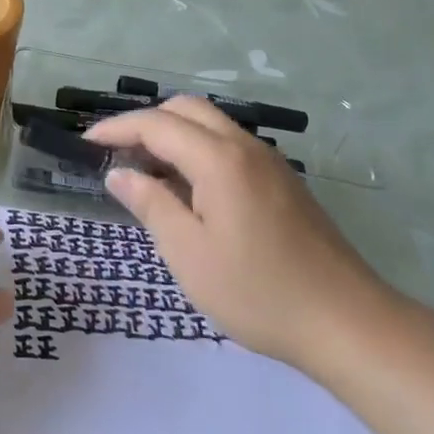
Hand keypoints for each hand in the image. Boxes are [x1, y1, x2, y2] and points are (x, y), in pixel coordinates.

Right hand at [85, 97, 396, 370]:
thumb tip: (119, 174)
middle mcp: (246, 148)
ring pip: (211, 125)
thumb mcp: (188, 254)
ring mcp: (270, 164)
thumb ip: (150, 204)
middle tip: (116, 155)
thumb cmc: (258, 292)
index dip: (116, 129)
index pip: (156, 124)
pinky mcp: (283, 183)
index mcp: (219, 160)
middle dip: (145, 122)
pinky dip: (197, 151)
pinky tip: (187, 190)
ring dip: (172, 135)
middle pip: (186, 109)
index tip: (86, 144)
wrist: (348, 324)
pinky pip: (229, 147)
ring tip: (145, 172)